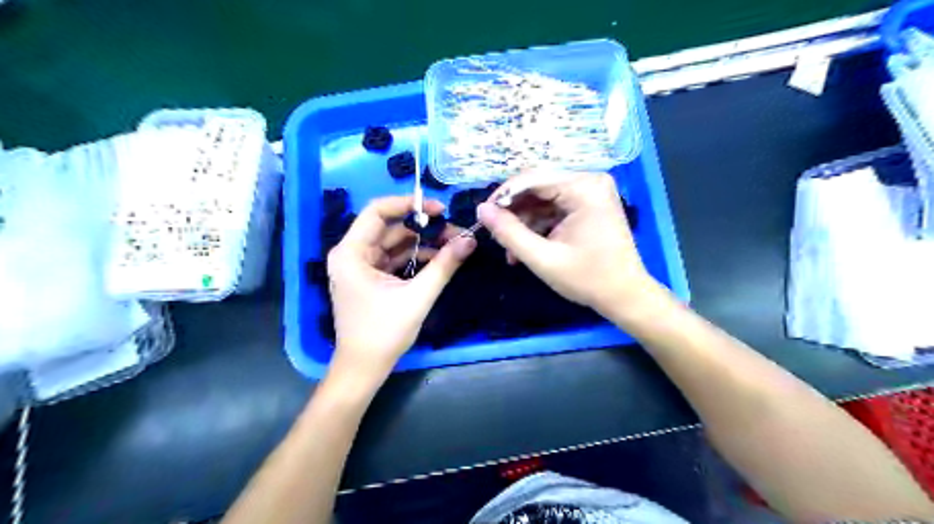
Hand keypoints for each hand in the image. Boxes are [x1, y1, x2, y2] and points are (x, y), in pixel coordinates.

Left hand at [326, 197, 474, 384]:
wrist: (364, 368)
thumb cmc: (384, 333)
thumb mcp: (417, 297)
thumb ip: (444, 265)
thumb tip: (470, 239)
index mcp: (351, 253)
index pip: (377, 211)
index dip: (408, 204)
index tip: (439, 209)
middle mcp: (351, 254)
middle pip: (389, 228)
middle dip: (423, 227)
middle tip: (454, 230)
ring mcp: (359, 266)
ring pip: (394, 243)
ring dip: (422, 243)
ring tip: (453, 244)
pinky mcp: (369, 278)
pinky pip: (394, 259)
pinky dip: (415, 257)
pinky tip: (439, 259)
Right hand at [478, 172, 659, 319]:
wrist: (625, 296)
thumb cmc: (588, 279)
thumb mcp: (542, 258)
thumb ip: (509, 233)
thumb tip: (481, 210)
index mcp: (584, 188)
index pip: (532, 178)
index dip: (503, 195)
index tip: (483, 216)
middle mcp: (589, 180)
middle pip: (537, 185)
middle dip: (514, 211)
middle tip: (495, 234)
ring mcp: (590, 191)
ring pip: (542, 197)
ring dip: (523, 221)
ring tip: (510, 250)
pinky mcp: (588, 203)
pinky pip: (553, 206)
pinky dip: (537, 224)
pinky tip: (526, 246)